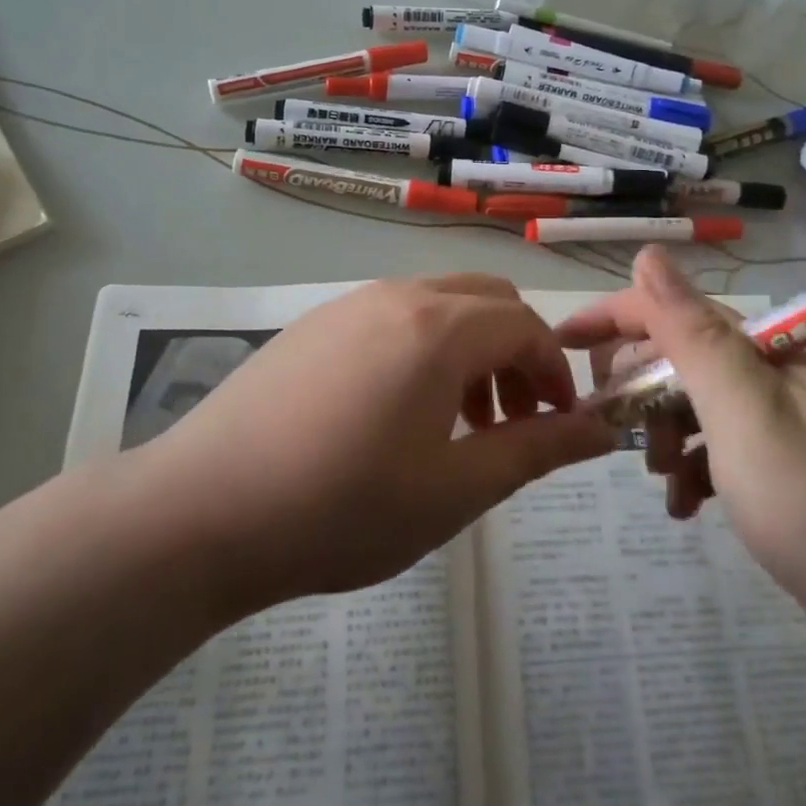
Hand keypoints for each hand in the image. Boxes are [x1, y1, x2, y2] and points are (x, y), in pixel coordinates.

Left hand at [147, 275, 614, 613]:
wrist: (202, 510)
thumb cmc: (342, 507)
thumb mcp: (454, 490)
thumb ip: (536, 450)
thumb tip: (602, 430)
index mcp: (439, 328)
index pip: (527, 326)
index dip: (556, 372)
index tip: (559, 425)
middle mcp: (398, 296)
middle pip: (487, 300)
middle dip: (517, 352)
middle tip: (514, 420)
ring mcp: (349, 304)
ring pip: (439, 304)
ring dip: (471, 349)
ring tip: (459, 423)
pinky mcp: (314, 324)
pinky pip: (393, 316)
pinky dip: (424, 348)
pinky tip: (398, 412)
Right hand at [558, 247, 805, 672]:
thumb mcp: (750, 418)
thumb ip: (695, 337)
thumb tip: (649, 254)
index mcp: (760, 355)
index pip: (668, 309)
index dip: (609, 317)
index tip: (557, 343)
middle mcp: (768, 380)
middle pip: (678, 358)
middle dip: (636, 388)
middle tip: (611, 430)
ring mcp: (780, 429)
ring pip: (693, 409)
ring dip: (661, 436)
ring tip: (663, 480)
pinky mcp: (786, 477)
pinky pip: (719, 456)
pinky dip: (693, 475)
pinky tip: (687, 510)